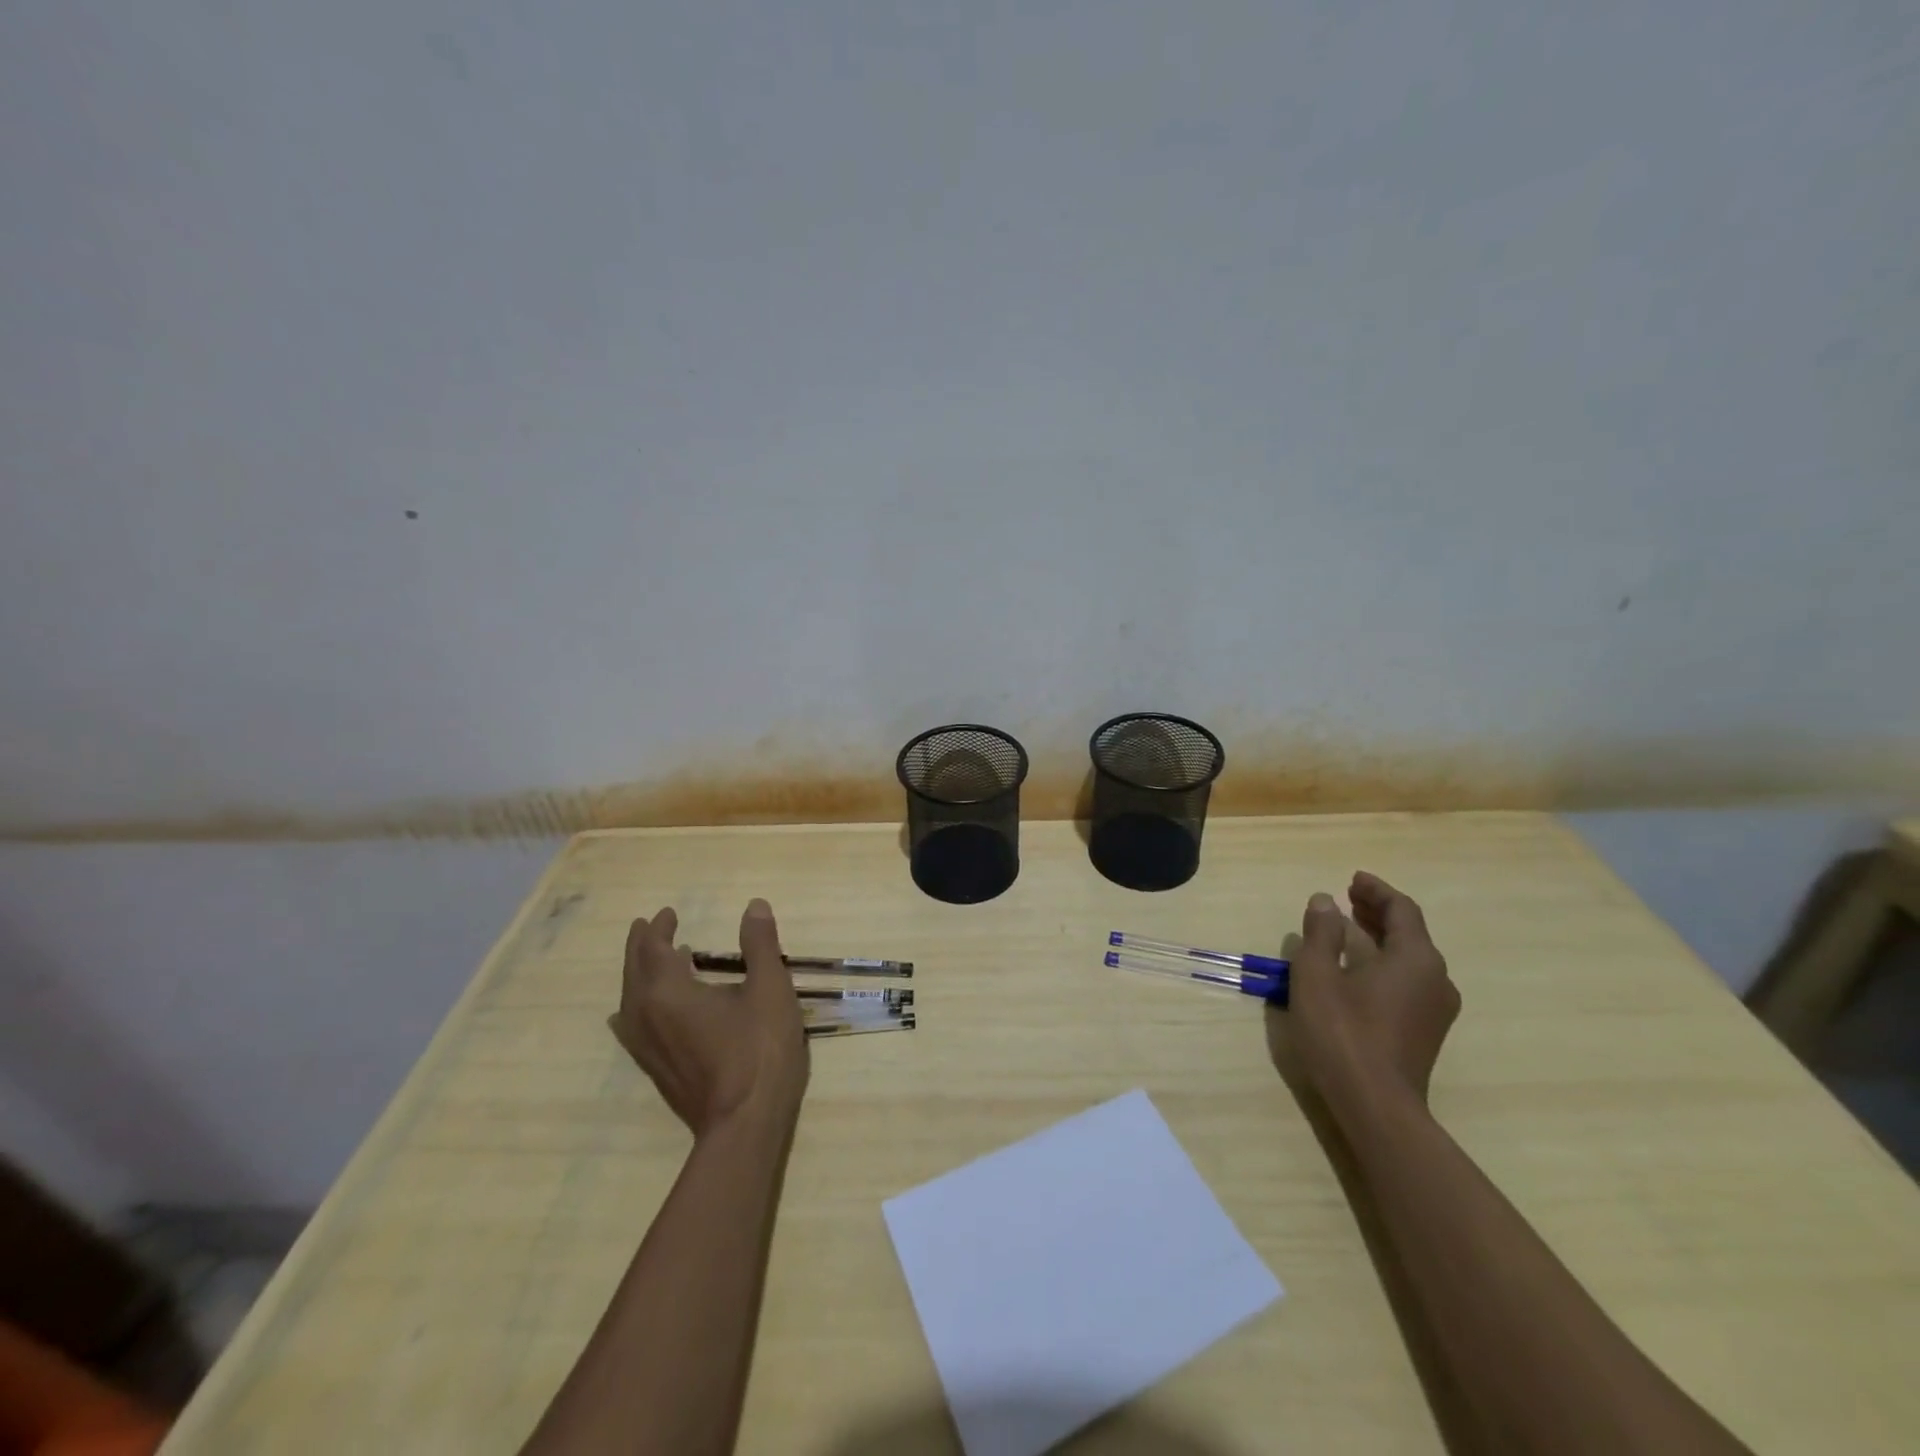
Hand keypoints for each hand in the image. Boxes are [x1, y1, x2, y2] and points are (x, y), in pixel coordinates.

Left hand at [609, 899, 808, 1135]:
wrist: (744, 1124)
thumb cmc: (759, 1049)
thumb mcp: (770, 988)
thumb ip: (760, 944)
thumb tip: (753, 905)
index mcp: (668, 992)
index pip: (654, 949)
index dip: (660, 928)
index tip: (669, 913)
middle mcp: (646, 1016)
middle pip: (634, 972)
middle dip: (641, 946)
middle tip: (650, 926)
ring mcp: (646, 1048)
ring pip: (629, 1001)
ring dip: (638, 974)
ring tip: (656, 963)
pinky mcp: (655, 1070)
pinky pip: (633, 1026)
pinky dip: (638, 1005)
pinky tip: (649, 1012)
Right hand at [1285, 871, 1460, 1110]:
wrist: (1376, 1106)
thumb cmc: (1342, 1032)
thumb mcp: (1316, 974)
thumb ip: (1321, 933)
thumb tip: (1325, 901)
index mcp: (1415, 958)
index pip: (1401, 910)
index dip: (1376, 891)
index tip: (1352, 879)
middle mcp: (1436, 978)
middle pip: (1410, 932)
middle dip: (1378, 911)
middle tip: (1347, 899)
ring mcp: (1436, 1008)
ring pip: (1410, 958)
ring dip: (1380, 938)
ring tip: (1348, 928)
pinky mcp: (1427, 1031)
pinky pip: (1409, 980)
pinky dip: (1385, 962)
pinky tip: (1359, 969)